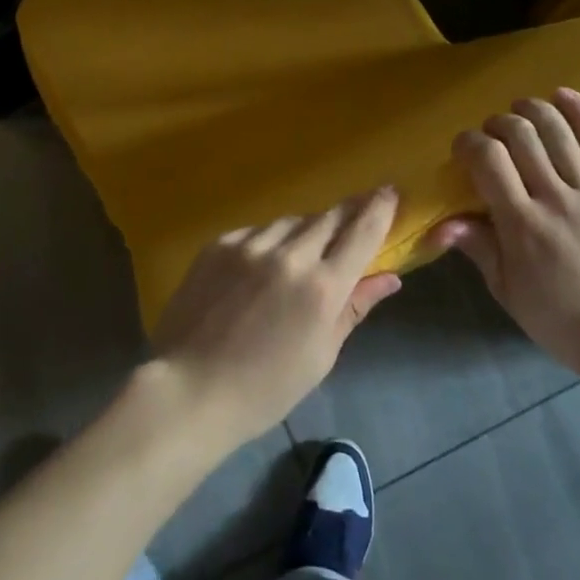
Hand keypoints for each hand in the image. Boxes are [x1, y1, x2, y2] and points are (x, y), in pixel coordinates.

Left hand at [151, 188, 403, 448]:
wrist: (189, 389)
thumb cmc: (264, 388)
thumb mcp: (320, 355)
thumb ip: (354, 308)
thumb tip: (389, 278)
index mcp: (322, 288)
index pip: (363, 232)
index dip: (380, 208)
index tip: (391, 191)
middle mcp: (290, 255)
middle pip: (329, 217)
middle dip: (348, 213)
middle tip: (357, 213)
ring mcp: (250, 245)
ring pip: (292, 222)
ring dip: (306, 230)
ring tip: (304, 252)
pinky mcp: (220, 243)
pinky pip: (257, 231)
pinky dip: (270, 241)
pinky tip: (263, 265)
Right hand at [431, 89, 579, 382]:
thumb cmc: (558, 319)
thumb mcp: (507, 290)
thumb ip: (477, 247)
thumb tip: (440, 223)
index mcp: (522, 225)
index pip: (488, 160)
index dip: (469, 143)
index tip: (462, 148)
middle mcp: (555, 199)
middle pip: (521, 136)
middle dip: (497, 124)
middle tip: (491, 135)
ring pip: (558, 131)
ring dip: (532, 110)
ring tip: (519, 110)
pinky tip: (562, 95)